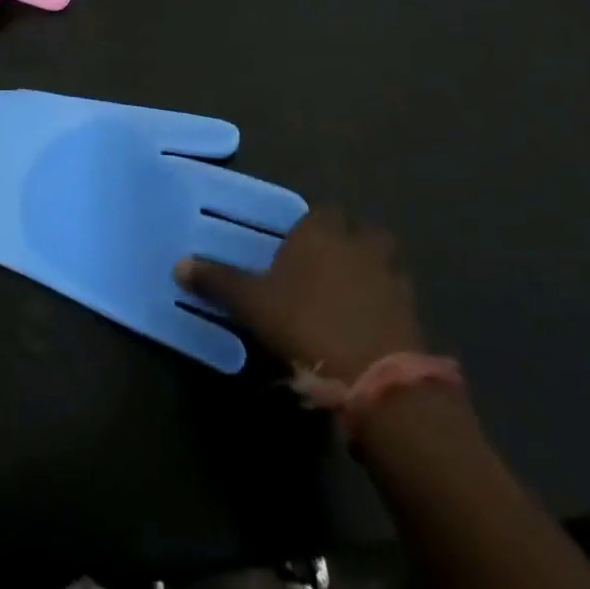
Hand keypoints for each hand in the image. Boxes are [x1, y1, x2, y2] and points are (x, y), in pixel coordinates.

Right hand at [176, 208, 421, 383]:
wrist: (376, 376)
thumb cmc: (306, 325)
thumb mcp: (253, 305)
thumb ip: (218, 281)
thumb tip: (178, 264)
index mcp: (319, 232)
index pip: (319, 212)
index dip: (310, 228)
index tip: (297, 247)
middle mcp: (357, 244)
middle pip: (359, 230)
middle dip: (348, 241)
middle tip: (327, 266)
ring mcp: (390, 276)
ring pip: (384, 260)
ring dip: (373, 270)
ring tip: (353, 294)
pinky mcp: (412, 311)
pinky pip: (399, 296)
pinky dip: (389, 304)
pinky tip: (372, 324)